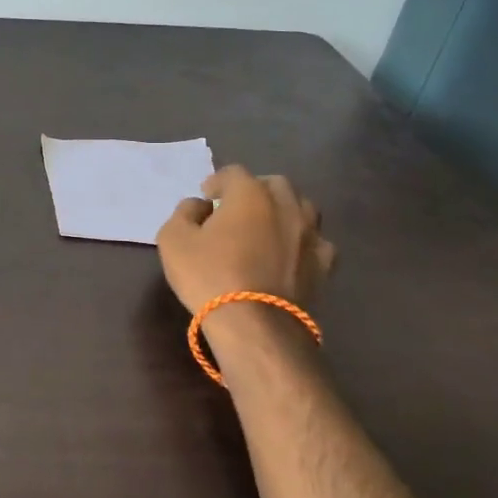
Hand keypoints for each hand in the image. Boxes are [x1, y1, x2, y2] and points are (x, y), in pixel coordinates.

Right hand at [156, 166, 334, 317]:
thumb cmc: (209, 275)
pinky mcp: (323, 264)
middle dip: (255, 190)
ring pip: (302, 207)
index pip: (233, 173)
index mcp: (250, 194)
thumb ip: (184, 213)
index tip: (206, 197)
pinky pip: (316, 241)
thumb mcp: (173, 239)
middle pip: (274, 184)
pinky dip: (302, 240)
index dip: (217, 181)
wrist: (255, 324)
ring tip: (267, 226)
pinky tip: (290, 252)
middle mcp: (286, 205)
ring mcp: (310, 234)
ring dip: (283, 210)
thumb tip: (199, 206)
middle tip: (237, 208)